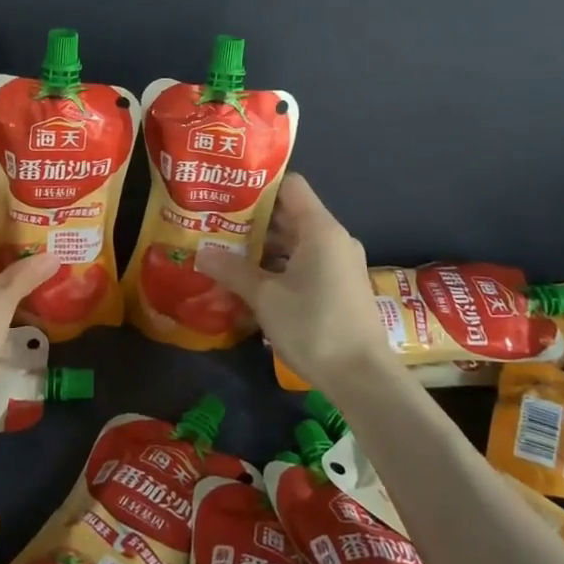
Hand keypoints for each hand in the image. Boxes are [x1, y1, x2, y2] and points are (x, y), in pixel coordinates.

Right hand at [198, 174, 394, 392]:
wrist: (362, 378)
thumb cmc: (313, 326)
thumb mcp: (265, 297)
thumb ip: (233, 270)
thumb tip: (201, 253)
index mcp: (320, 229)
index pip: (290, 186)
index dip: (259, 186)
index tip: (227, 193)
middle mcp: (333, 239)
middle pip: (290, 214)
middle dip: (253, 220)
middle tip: (216, 224)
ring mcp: (339, 264)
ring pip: (296, 242)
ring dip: (263, 247)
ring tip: (226, 252)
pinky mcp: (340, 287)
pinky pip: (305, 263)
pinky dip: (279, 266)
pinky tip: (251, 281)